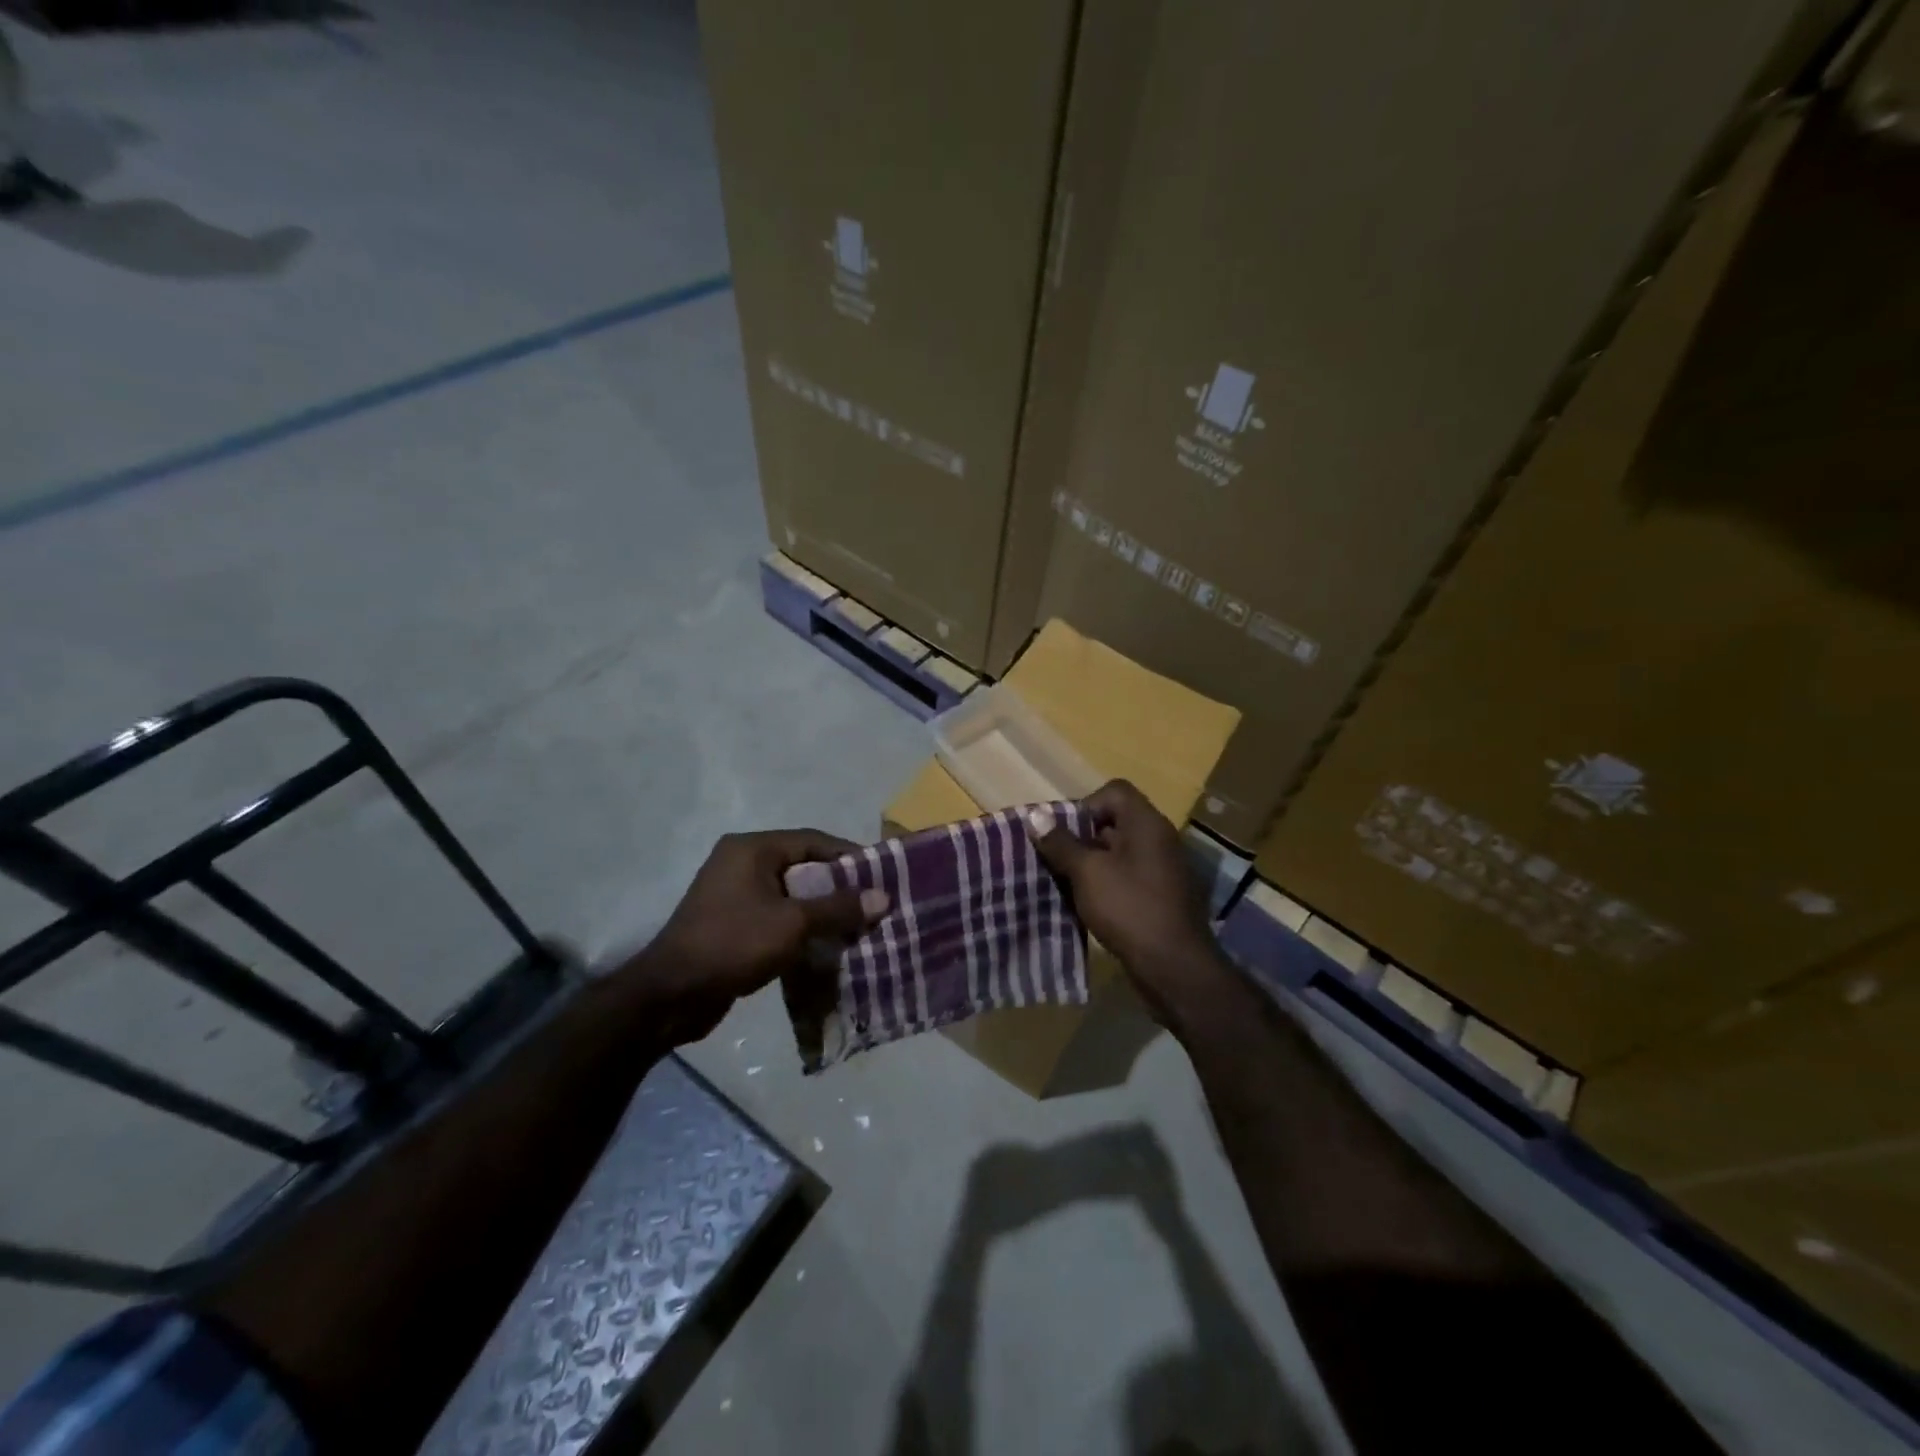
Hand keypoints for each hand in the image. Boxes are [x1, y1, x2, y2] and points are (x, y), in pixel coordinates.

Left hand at [629, 830, 887, 1042]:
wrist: (670, 996)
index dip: (850, 856)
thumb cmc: (732, 944)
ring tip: (857, 928)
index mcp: (752, 849)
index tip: (882, 875)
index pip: (813, 840)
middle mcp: (742, 863)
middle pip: (803, 867)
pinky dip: (802, 928)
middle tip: (873, 905)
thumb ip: (838, 908)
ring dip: (822, 911)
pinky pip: (777, 917)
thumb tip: (884, 897)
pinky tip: (826, 947)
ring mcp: (734, 894)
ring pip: (792, 895)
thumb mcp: (792, 924)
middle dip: (839, 887)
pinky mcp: (732, 924)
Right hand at [1026, 781, 1228, 1030]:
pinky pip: (1128, 877)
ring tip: (1065, 883)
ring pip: (1119, 853)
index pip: (1114, 791)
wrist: (1174, 967)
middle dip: (1081, 838)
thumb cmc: (1129, 908)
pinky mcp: (1161, 896)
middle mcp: (1159, 839)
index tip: (1064, 834)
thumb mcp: (1087, 872)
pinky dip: (1106, 885)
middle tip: (1057, 860)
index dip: (1084, 805)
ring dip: (1091, 864)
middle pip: (1115, 822)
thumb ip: (1061, 843)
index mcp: (1147, 824)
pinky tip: (1087, 905)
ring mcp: (1163, 869)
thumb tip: (1036, 816)